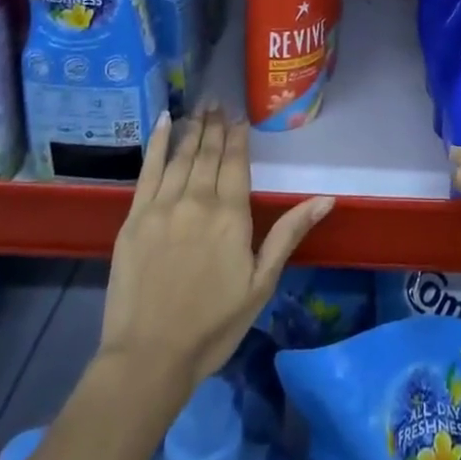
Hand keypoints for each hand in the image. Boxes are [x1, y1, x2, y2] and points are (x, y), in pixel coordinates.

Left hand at [98, 106, 333, 396]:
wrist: (149, 357)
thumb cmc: (213, 325)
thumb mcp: (262, 283)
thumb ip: (289, 234)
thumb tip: (326, 198)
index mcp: (231, 215)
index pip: (236, 162)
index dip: (238, 137)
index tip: (239, 116)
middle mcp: (197, 200)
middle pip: (209, 153)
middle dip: (215, 125)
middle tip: (218, 101)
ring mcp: (162, 207)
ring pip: (181, 156)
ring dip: (192, 129)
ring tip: (200, 107)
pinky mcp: (134, 218)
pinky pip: (147, 170)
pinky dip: (156, 144)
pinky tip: (162, 121)